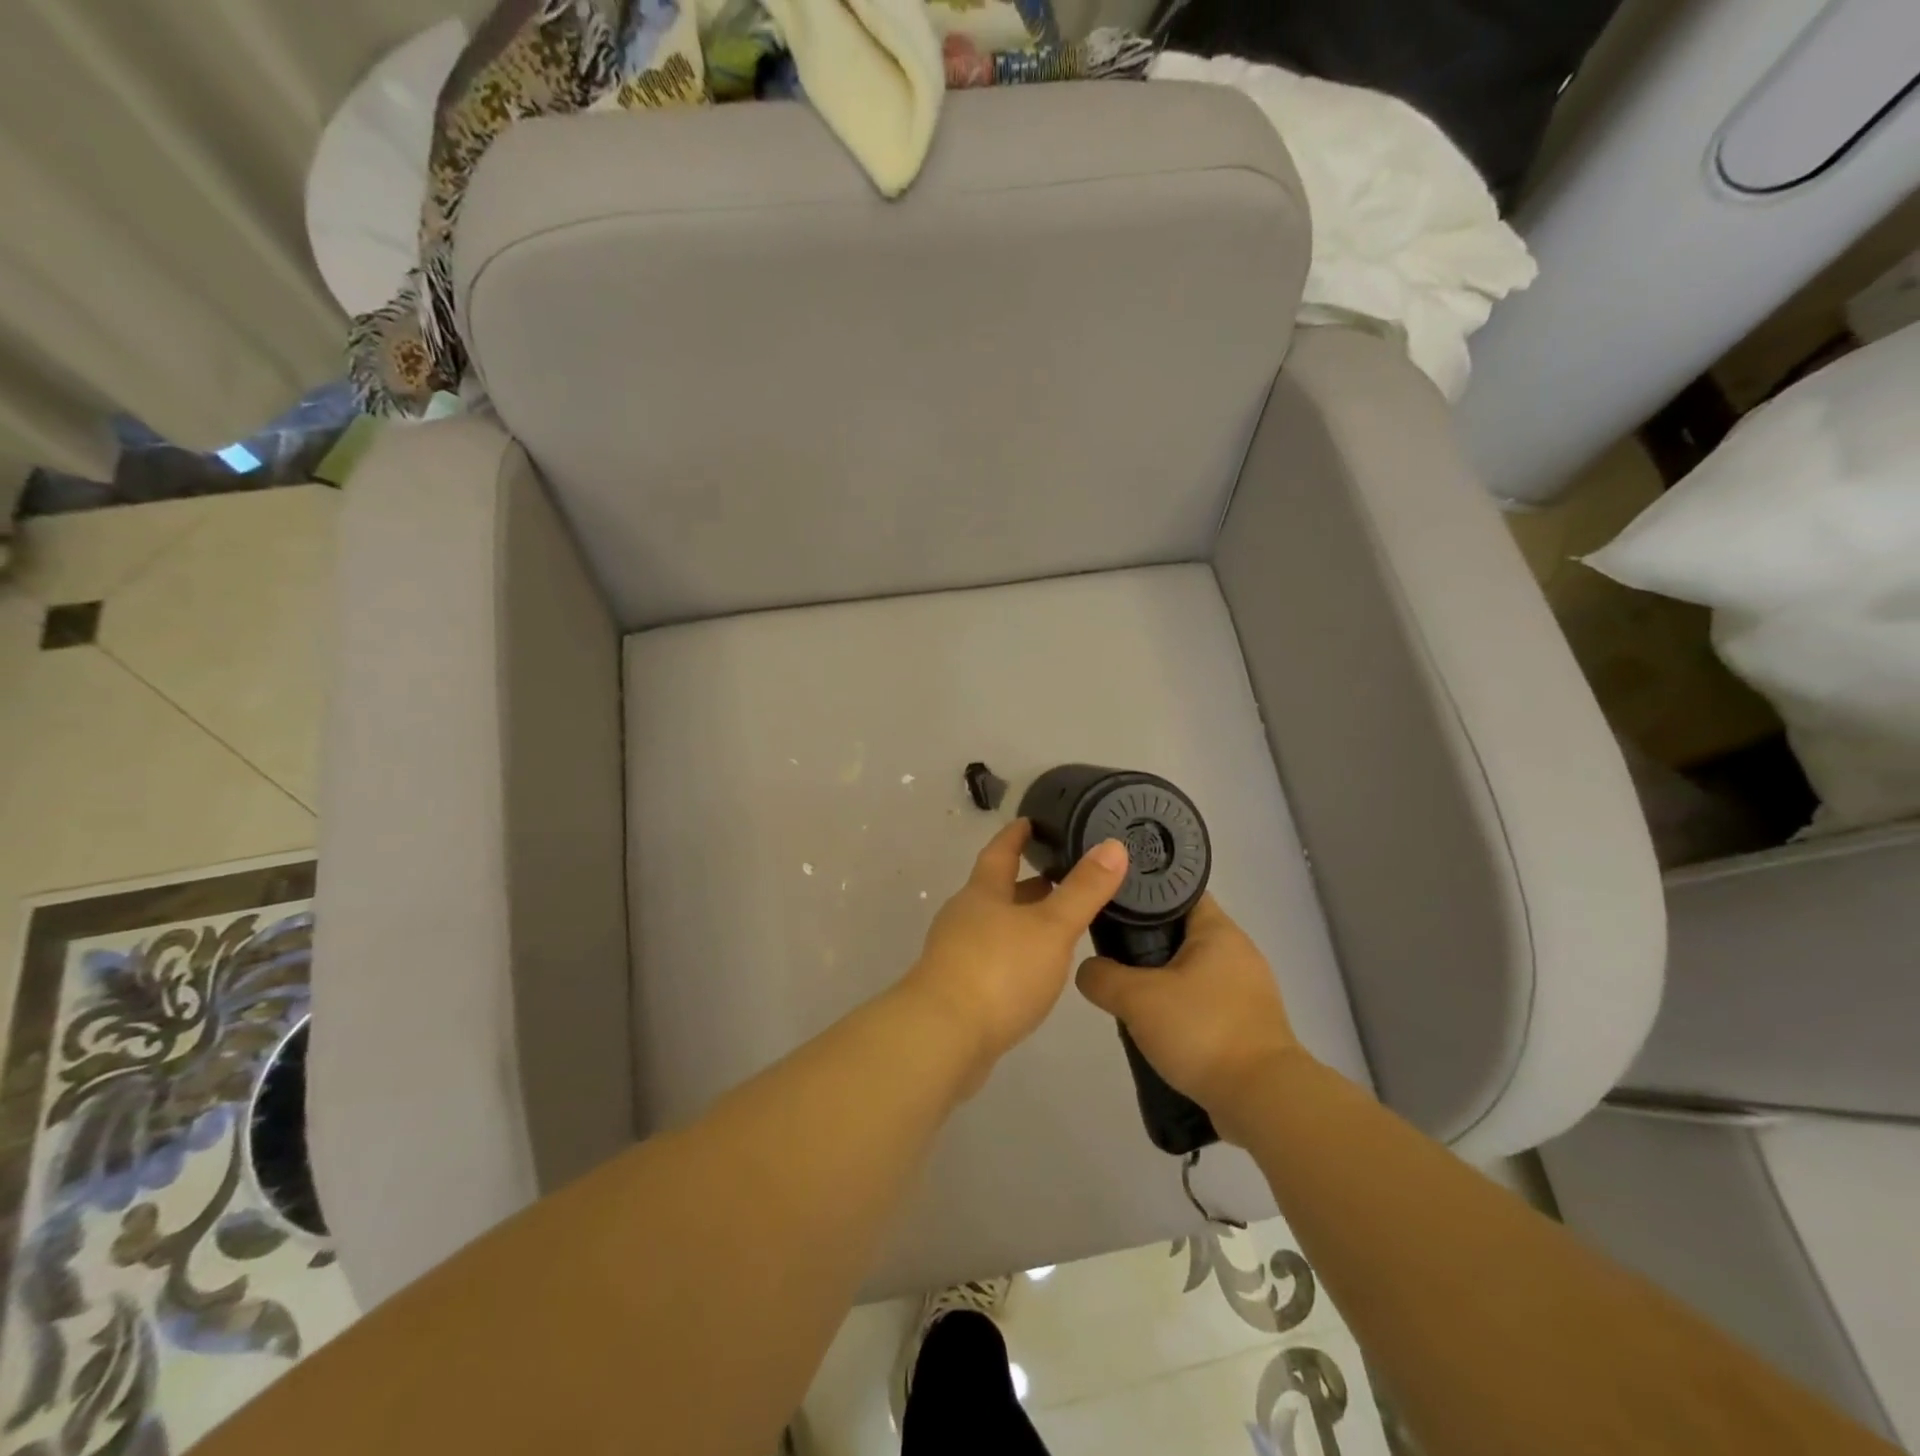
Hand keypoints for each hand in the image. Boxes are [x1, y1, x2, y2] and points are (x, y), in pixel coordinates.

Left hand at [902, 819, 1129, 1082]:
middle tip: (1061, 877)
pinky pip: (990, 960)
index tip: (1030, 821)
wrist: (943, 1037)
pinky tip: (1033, 971)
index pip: (1000, 852)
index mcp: (982, 893)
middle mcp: (964, 917)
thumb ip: (1083, 890)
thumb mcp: (1051, 927)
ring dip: (1021, 921)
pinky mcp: (956, 989)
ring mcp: (955, 954)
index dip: (1016, 835)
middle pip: (996, 891)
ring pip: (994, 927)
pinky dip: (1014, 955)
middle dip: (1026, 883)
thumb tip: (1113, 845)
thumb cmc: (999, 971)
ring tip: (1056, 924)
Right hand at [1075, 894, 1305, 1140]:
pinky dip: (1180, 1008)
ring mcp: (1247, 990)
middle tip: (1110, 950)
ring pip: (1192, 970)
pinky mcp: (1248, 1024)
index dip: (1144, 892)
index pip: (1178, 891)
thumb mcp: (1137, 998)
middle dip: (1146, 940)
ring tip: (1127, 991)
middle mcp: (1238, 952)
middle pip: (1182, 931)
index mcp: (1219, 930)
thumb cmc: (1202, 1031)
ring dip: (1162, 978)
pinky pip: (1204, 1002)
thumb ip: (1102, 976)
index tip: (1111, 901)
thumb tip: (1088, 970)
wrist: (1263, 1100)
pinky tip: (1157, 1026)